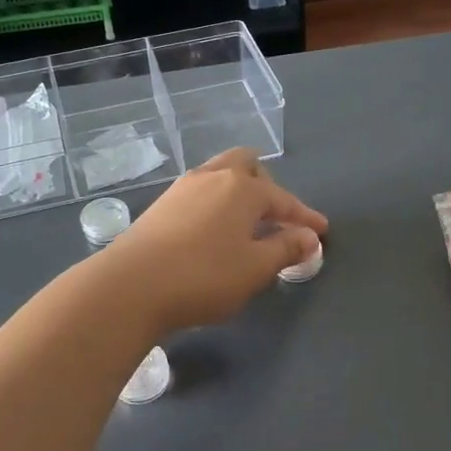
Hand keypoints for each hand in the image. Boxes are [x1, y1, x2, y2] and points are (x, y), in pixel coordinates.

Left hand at [107, 149, 327, 332]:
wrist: (130, 286)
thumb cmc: (204, 276)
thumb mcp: (255, 268)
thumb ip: (285, 249)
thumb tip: (308, 237)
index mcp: (242, 188)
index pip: (283, 199)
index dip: (304, 217)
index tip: (320, 232)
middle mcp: (212, 177)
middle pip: (246, 165)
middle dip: (267, 185)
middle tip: (277, 216)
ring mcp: (181, 188)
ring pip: (219, 175)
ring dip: (238, 192)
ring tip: (246, 223)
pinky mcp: (160, 206)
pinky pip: (199, 193)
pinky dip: (216, 204)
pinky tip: (215, 230)